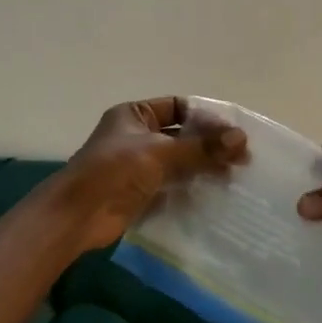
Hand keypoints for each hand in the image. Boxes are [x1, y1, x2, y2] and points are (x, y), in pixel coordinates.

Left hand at [58, 96, 247, 252]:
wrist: (79, 215)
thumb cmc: (115, 170)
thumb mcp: (160, 152)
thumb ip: (201, 147)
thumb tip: (242, 138)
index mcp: (135, 114)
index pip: (179, 107)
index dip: (206, 117)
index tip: (234, 132)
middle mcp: (137, 135)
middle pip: (182, 135)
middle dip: (210, 145)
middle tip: (242, 158)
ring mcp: (140, 165)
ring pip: (180, 161)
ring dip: (205, 167)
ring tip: (236, 176)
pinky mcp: (143, 192)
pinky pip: (174, 185)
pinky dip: (193, 187)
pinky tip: (217, 193)